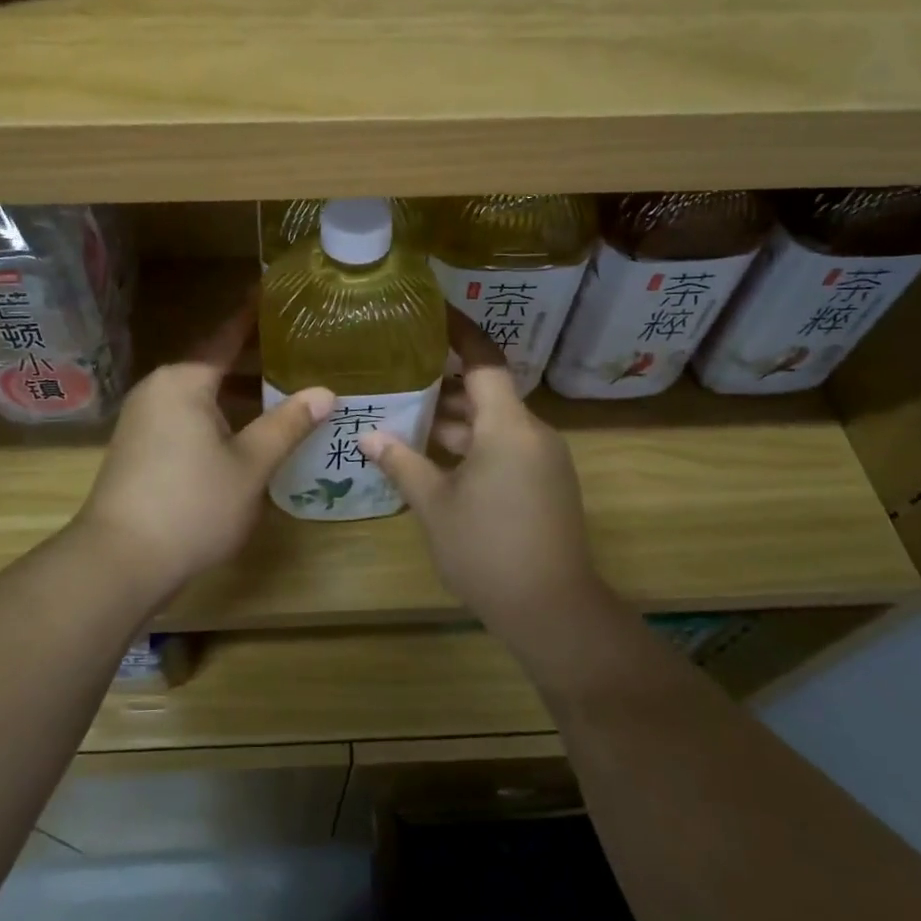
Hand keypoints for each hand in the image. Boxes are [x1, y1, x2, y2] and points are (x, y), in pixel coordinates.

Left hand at [75, 303, 333, 601]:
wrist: (121, 560)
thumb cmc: (192, 505)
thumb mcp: (250, 465)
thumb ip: (287, 425)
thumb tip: (324, 392)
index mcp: (184, 381)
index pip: (226, 336)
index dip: (252, 316)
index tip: (272, 292)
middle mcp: (158, 389)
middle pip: (212, 363)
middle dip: (252, 358)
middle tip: (296, 348)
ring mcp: (143, 419)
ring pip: (199, 393)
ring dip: (235, 391)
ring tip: (279, 387)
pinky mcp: (138, 447)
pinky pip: (185, 415)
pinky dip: (216, 413)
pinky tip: (243, 430)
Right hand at [360, 316, 614, 663]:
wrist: (552, 609)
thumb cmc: (487, 549)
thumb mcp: (435, 505)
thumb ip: (402, 463)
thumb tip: (367, 435)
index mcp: (508, 427)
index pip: (484, 361)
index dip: (460, 332)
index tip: (433, 310)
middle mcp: (532, 433)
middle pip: (487, 392)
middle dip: (445, 383)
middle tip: (400, 370)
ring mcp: (543, 460)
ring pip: (494, 424)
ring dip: (456, 419)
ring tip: (407, 413)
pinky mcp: (545, 483)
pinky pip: (505, 447)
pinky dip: (472, 443)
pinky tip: (435, 456)